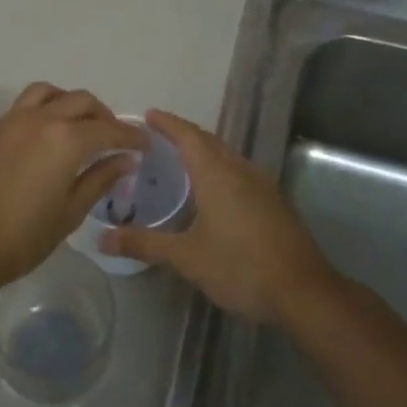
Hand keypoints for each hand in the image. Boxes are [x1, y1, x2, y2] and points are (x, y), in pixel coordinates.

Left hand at [0, 83, 140, 293]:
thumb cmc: (24, 236)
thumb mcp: (71, 211)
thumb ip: (100, 178)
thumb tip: (126, 159)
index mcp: (66, 139)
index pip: (108, 129)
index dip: (131, 135)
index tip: (145, 144)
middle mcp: (41, 119)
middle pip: (81, 101)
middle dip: (104, 116)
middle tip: (115, 139)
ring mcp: (13, 120)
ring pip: (50, 93)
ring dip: (71, 102)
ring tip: (80, 126)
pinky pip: (27, 103)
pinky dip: (46, 106)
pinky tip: (49, 133)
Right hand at [102, 109, 336, 325]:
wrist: (304, 291)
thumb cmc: (240, 267)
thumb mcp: (187, 257)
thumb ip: (145, 244)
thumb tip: (102, 239)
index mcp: (217, 174)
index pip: (187, 136)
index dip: (167, 123)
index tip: (148, 114)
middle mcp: (240, 170)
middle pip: (209, 141)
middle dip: (183, 134)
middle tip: (157, 136)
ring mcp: (262, 185)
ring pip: (227, 156)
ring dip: (203, 150)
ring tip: (180, 159)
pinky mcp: (273, 202)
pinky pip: (239, 171)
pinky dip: (219, 168)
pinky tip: (212, 190)